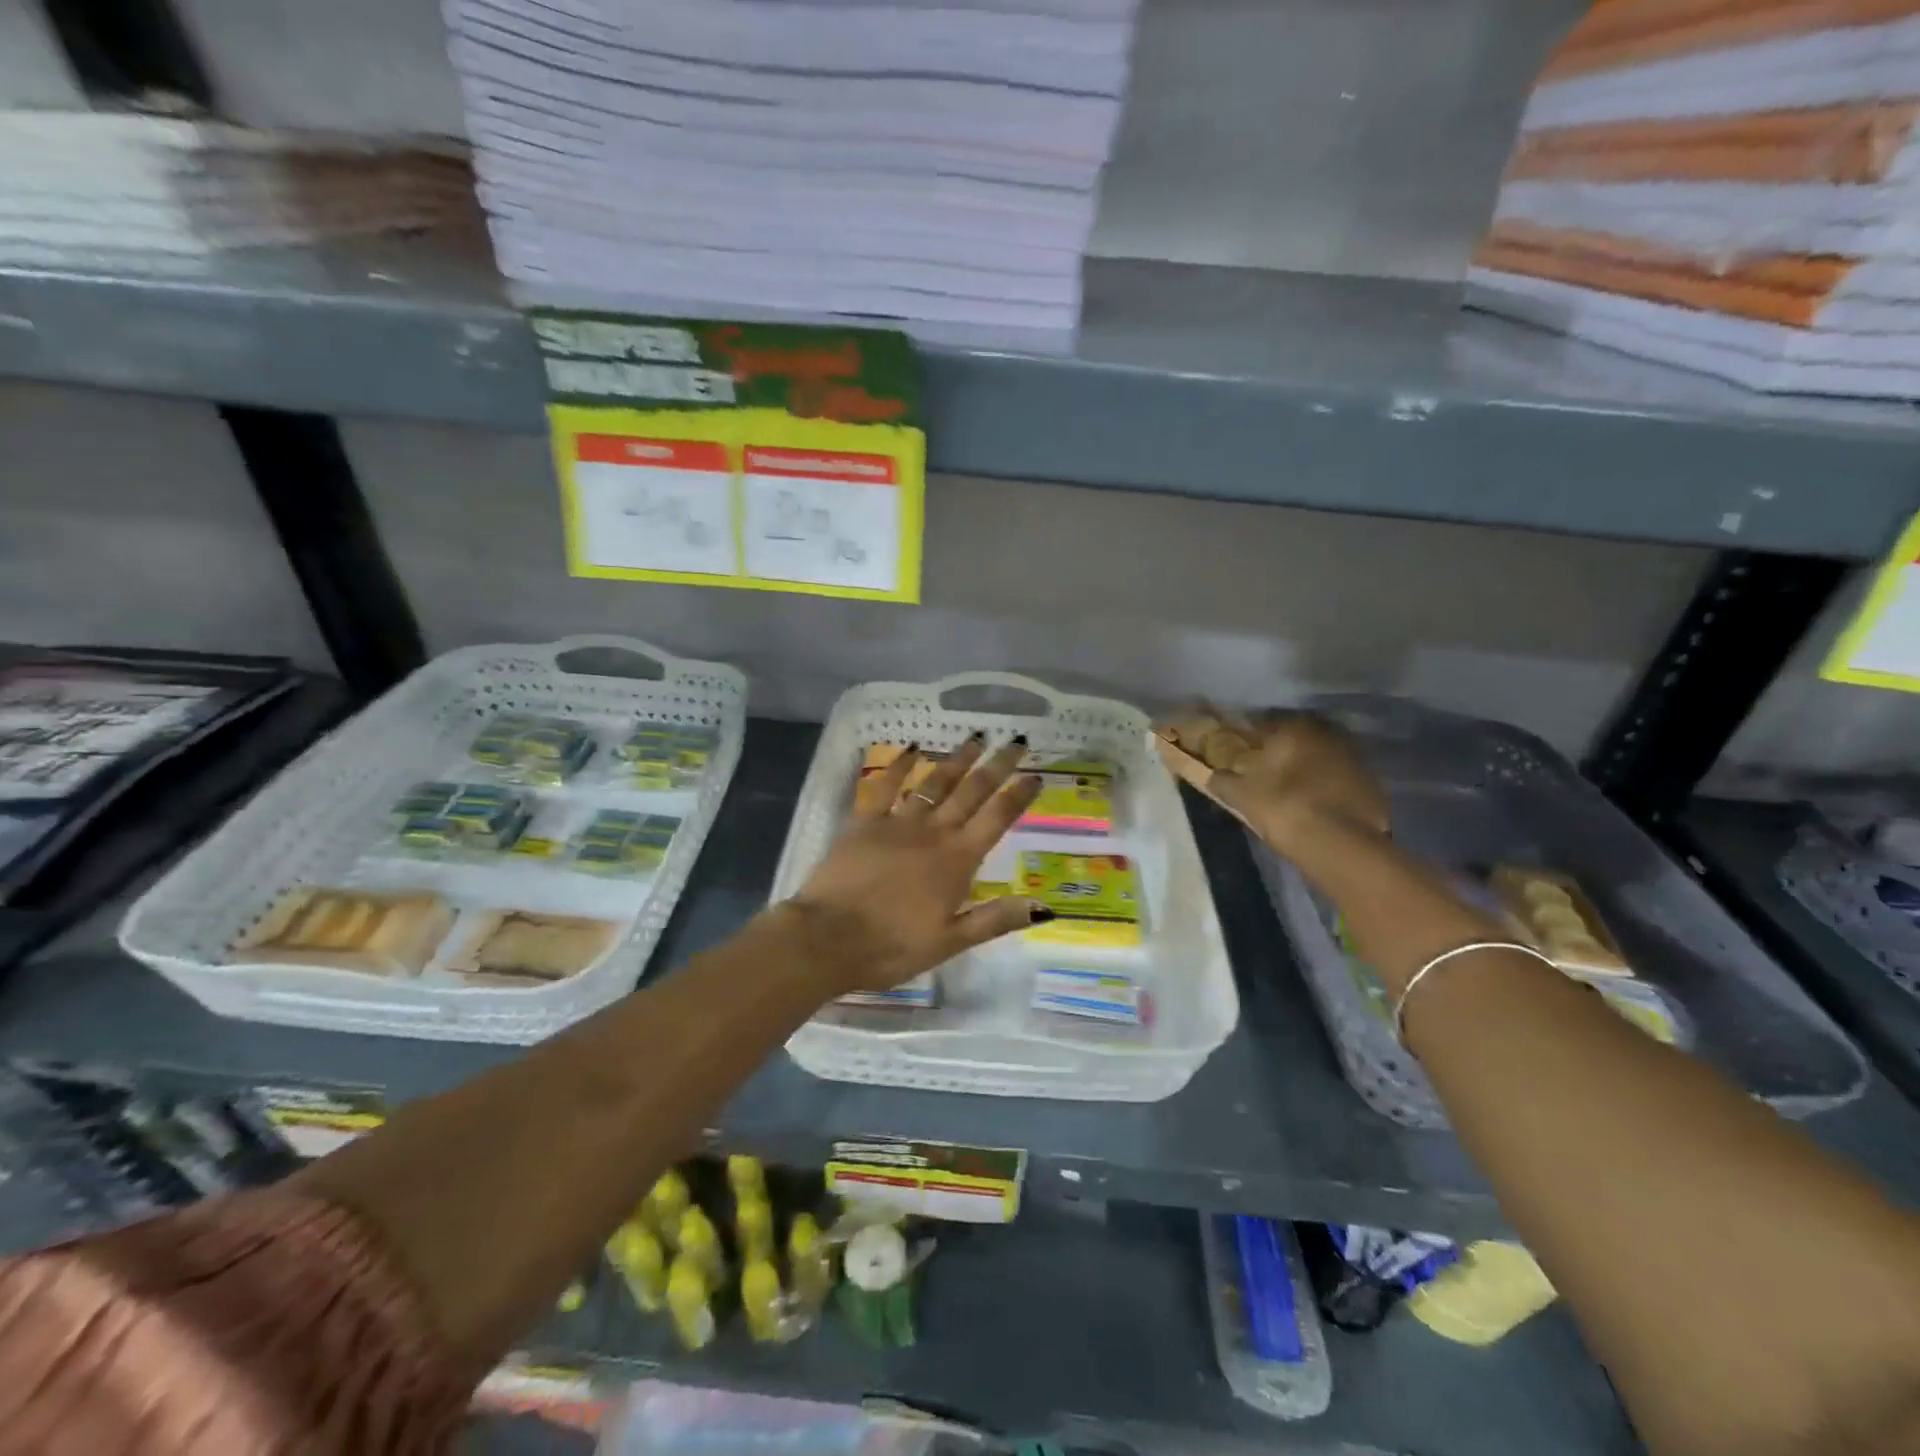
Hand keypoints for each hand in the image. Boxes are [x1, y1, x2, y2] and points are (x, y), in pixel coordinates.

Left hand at [785, 734, 1046, 994]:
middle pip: (971, 792)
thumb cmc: (892, 946)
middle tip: (1016, 741)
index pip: (996, 819)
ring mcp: (897, 822)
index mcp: (957, 861)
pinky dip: (899, 766)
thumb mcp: (950, 942)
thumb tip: (1043, 906)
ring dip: (957, 759)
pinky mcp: (865, 822)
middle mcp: (933, 833)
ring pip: (934, 782)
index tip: (1036, 774)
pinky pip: (885, 786)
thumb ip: (995, 919)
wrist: (827, 938)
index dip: (1018, 795)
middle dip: (997, 766)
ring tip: (976, 738)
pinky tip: (911, 748)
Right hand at [1154, 707, 1389, 855]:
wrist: (1340, 845)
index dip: (1247, 736)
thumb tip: (1207, 774)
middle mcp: (1327, 734)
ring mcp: (1354, 758)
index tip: (1238, 748)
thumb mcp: (1241, 795)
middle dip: (1280, 748)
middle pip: (1296, 737)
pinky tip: (1314, 803)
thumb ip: (1221, 780)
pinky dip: (1326, 785)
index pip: (1263, 723)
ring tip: (1288, 787)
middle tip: (1262, 767)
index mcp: (1294, 728)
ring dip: (1305, 765)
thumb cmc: (1283, 808)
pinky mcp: (1371, 784)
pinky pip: (1339, 777)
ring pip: (1320, 755)